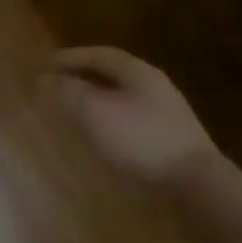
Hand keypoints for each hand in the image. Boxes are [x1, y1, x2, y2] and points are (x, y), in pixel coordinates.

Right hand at [48, 47, 219, 187]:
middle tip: (57, 87)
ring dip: (96, 103)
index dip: (70, 57)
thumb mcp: (93, 111)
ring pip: (122, 100)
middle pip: (112, 76)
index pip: (98, 54)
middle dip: (82, 79)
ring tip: (73, 114)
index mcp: (137, 71)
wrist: (197, 188)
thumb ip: (66, 92)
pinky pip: (132, 123)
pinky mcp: (171, 144)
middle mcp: (154, 87)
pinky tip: (101, 140)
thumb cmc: (140, 139)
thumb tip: (44, 80)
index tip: (46, 65)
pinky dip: (110, 124)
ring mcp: (167, 116)